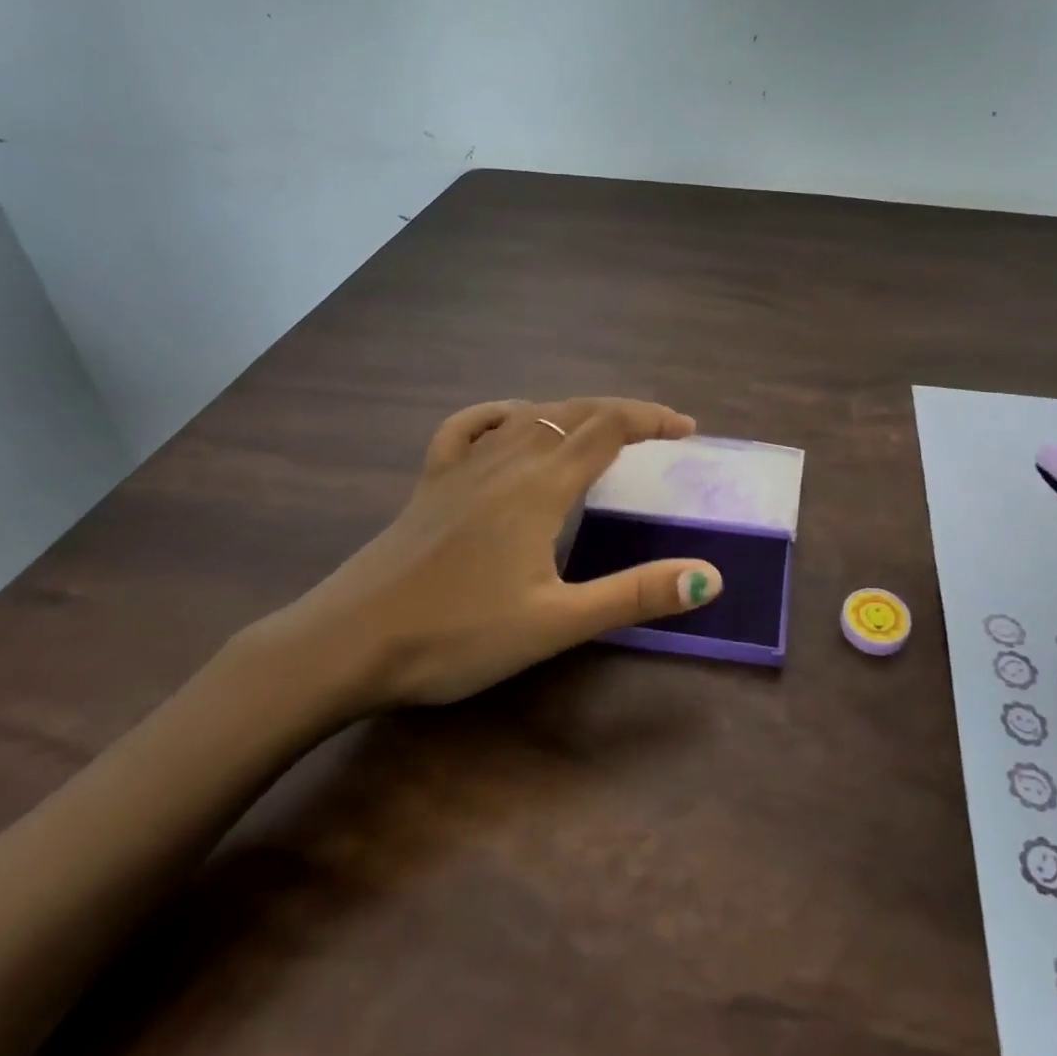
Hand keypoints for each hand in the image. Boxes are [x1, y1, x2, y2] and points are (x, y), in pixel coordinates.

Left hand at [253, 397, 722, 713]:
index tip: (687, 430)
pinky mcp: (431, 480)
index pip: (609, 428)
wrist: (346, 644)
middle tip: (660, 430)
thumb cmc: (456, 635)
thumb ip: (634, 594)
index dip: (652, 420)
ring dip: (575, 411)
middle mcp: (506, 459)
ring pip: (530, 414)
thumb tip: (709, 576)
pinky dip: (502, 414)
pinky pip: (470, 426)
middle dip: (624, 412)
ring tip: (602, 427)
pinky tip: (509, 423)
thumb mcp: (556, 622)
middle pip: (575, 412)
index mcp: (541, 485)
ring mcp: (463, 465)